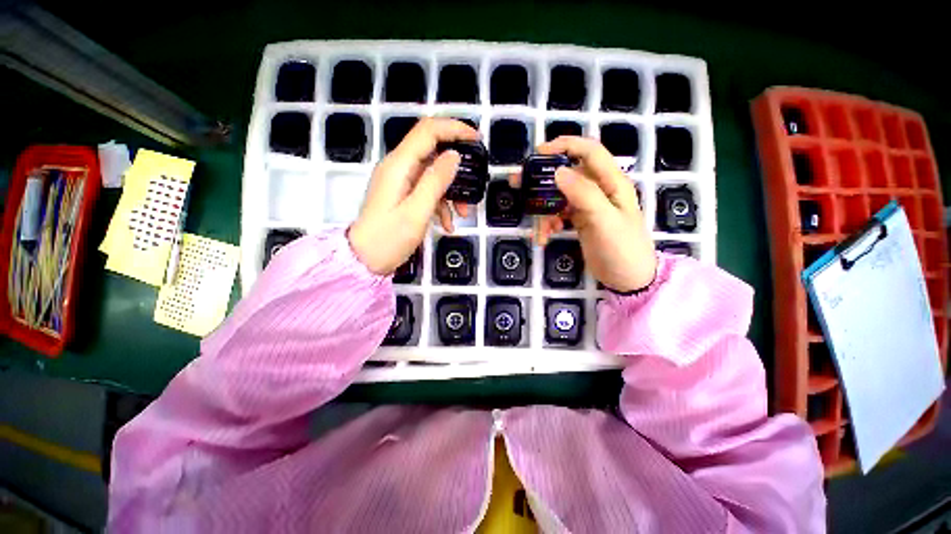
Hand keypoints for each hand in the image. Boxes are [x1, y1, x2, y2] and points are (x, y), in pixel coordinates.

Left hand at [349, 118, 478, 274]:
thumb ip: (435, 181)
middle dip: (457, 167)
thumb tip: (454, 155)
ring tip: (463, 213)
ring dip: (452, 191)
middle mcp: (399, 167)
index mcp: (399, 165)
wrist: (364, 260)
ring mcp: (400, 182)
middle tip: (475, 183)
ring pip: (433, 174)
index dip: (454, 129)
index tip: (477, 139)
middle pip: (433, 151)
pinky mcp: (403, 195)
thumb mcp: (417, 212)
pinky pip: (427, 191)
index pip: (428, 131)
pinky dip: (441, 204)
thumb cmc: (389, 238)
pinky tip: (448, 224)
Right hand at [515, 136, 656, 291]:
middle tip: (519, 184)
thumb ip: (584, 195)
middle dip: (542, 180)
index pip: (589, 151)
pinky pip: (558, 215)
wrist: (628, 279)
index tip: (538, 153)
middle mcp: (599, 189)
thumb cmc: (622, 249)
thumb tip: (558, 171)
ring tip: (540, 232)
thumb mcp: (605, 221)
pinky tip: (546, 237)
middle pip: (567, 174)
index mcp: (611, 182)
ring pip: (558, 197)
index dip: (565, 145)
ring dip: (544, 212)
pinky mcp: (580, 220)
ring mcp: (588, 206)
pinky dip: (548, 224)